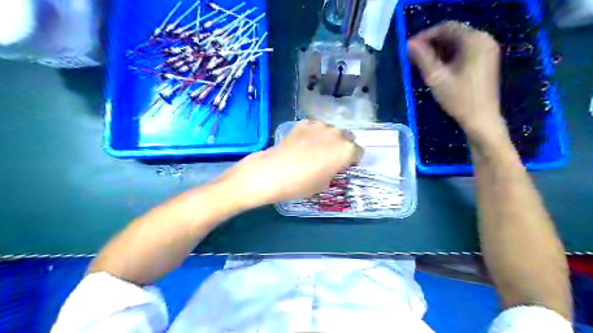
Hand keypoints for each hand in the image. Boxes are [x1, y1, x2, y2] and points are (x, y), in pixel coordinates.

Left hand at [218, 120, 360, 208]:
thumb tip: (332, 166)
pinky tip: (302, 143)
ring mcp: (319, 125)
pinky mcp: (303, 123)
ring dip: (328, 138)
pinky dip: (312, 134)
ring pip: (330, 130)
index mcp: (346, 150)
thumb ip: (334, 171)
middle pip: (347, 137)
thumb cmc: (302, 184)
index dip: (352, 160)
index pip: (358, 152)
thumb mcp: (324, 184)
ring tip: (314, 149)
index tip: (343, 166)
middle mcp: (337, 134)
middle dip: (342, 146)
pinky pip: (314, 127)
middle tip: (330, 157)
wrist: (273, 172)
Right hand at [411, 21, 506, 140]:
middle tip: (413, 57)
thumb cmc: (459, 99)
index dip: (425, 36)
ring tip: (422, 64)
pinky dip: (448, 56)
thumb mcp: (437, 78)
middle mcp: (484, 40)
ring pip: (456, 43)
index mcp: (474, 41)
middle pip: (452, 34)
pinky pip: (463, 51)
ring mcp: (486, 49)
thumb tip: (409, 44)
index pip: (446, 28)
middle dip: (431, 44)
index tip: (409, 47)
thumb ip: (423, 59)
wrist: (481, 118)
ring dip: (438, 50)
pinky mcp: (485, 60)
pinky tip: (437, 68)